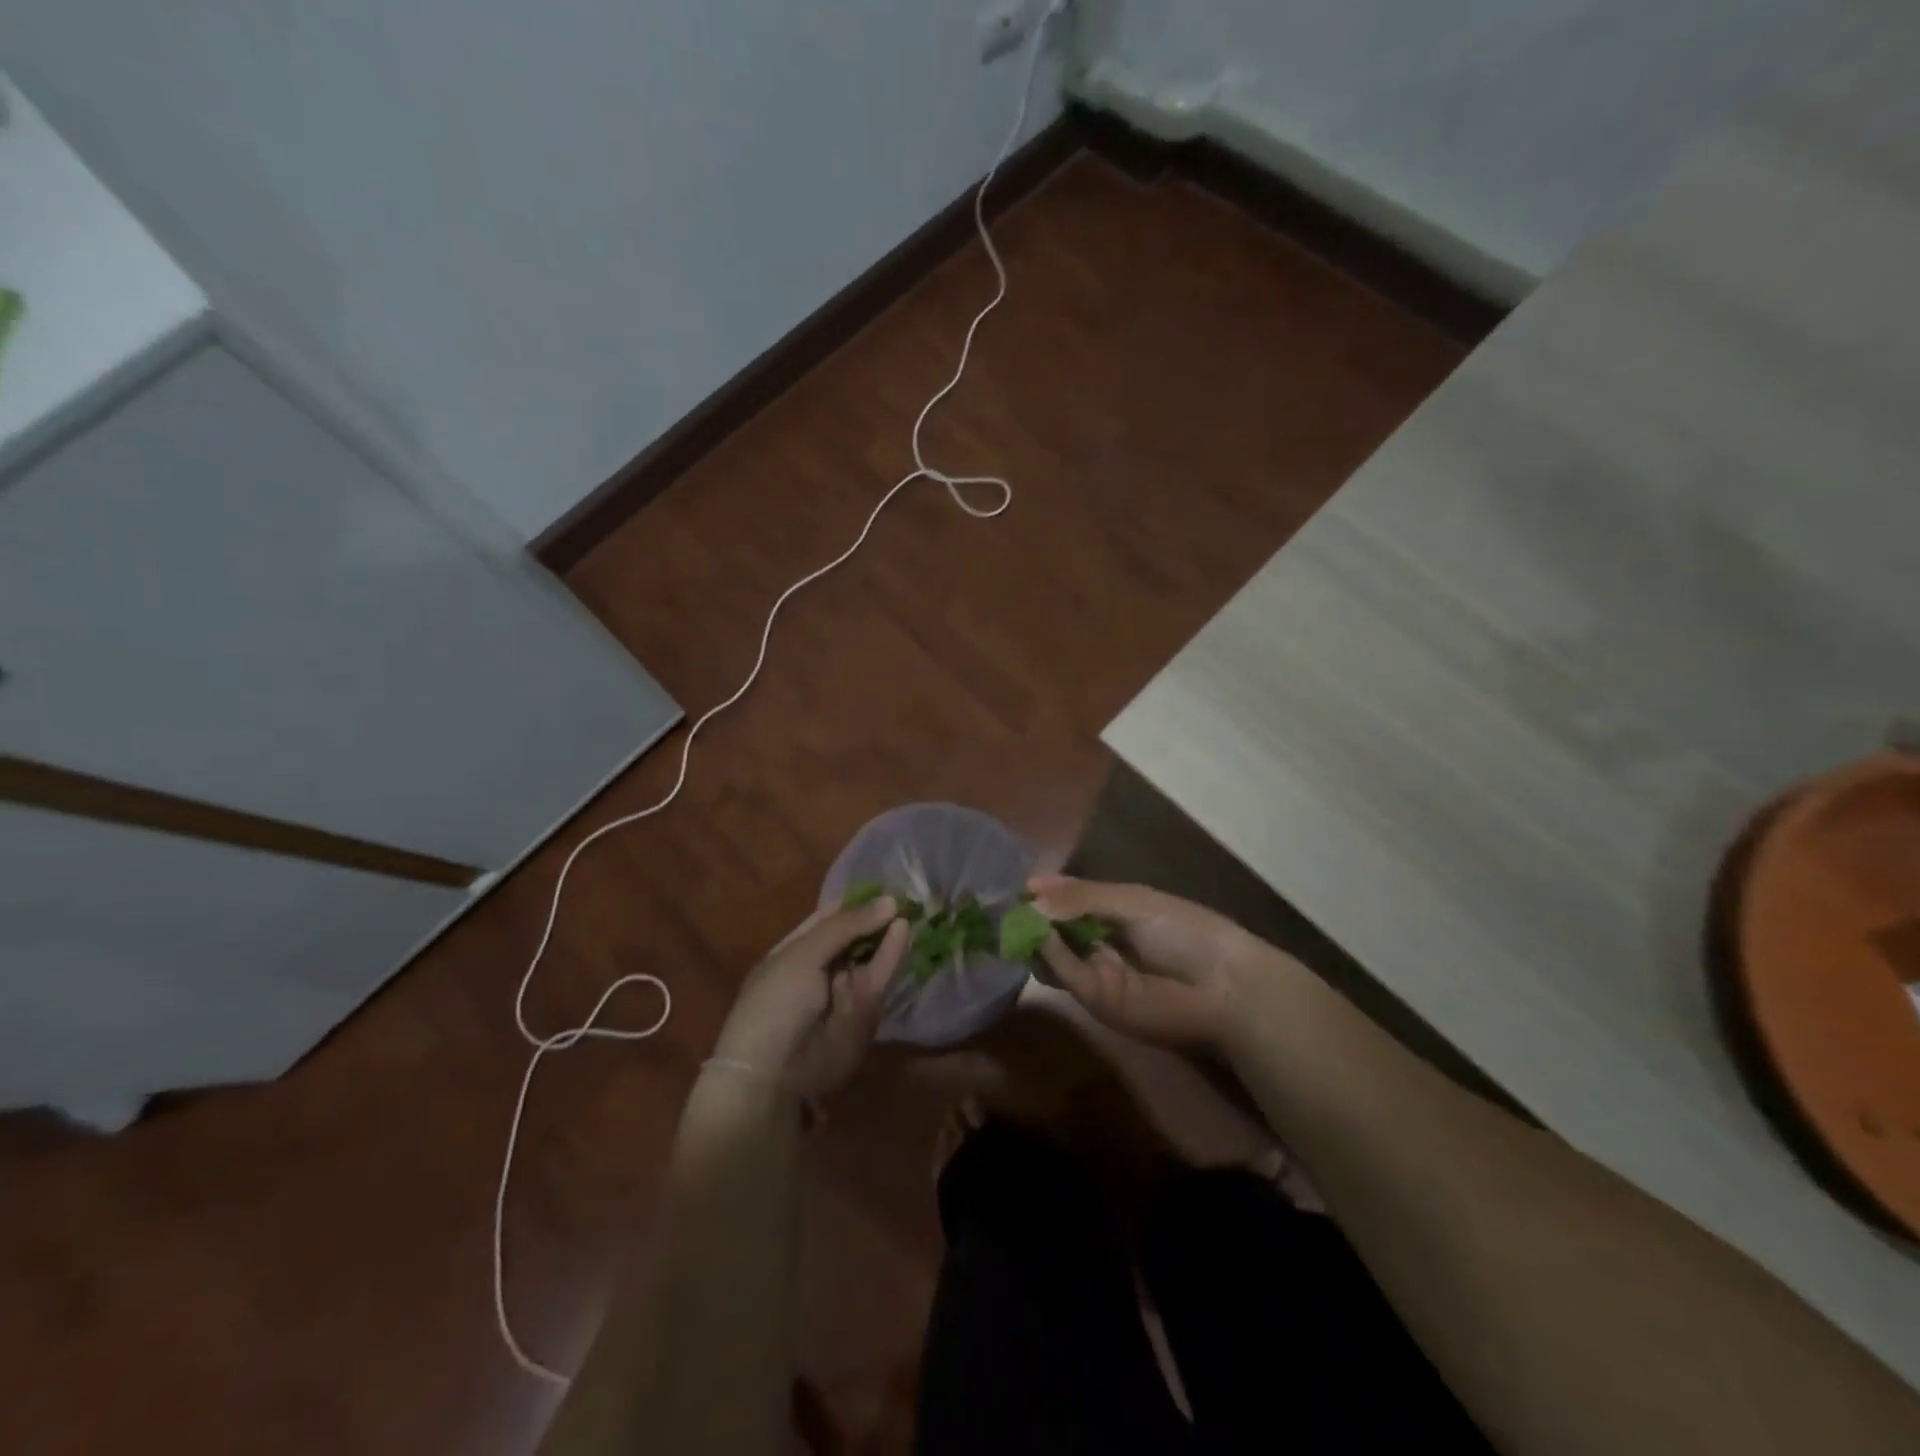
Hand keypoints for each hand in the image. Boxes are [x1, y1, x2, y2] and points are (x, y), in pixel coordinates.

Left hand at [709, 898, 908, 1099]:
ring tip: (911, 907)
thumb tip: (890, 902)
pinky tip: (903, 929)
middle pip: (856, 935)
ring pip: (871, 954)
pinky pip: (879, 976)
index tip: (883, 882)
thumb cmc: (775, 1003)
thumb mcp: (803, 954)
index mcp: (795, 950)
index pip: (829, 917)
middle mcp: (821, 967)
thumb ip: (846, 926)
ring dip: (888, 931)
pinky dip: (891, 953)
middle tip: (906, 893)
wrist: (774, 1074)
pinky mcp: (864, 1011)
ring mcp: (843, 990)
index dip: (855, 900)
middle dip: (878, 916)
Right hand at [1029, 875, 1275, 1049]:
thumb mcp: (1130, 902)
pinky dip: (1047, 952)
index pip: (1065, 900)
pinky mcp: (1093, 998)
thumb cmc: (1183, 930)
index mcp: (1110, 913)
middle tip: (1001, 904)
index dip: (1042, 892)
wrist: (1220, 985)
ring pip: (1049, 951)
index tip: (1017, 885)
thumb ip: (1080, 898)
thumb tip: (1031, 899)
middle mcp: (1095, 942)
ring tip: (1012, 916)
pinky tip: (1038, 933)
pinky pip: (1063, 971)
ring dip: (1030, 934)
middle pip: (1051, 927)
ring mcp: (1092, 971)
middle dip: (1028, 914)